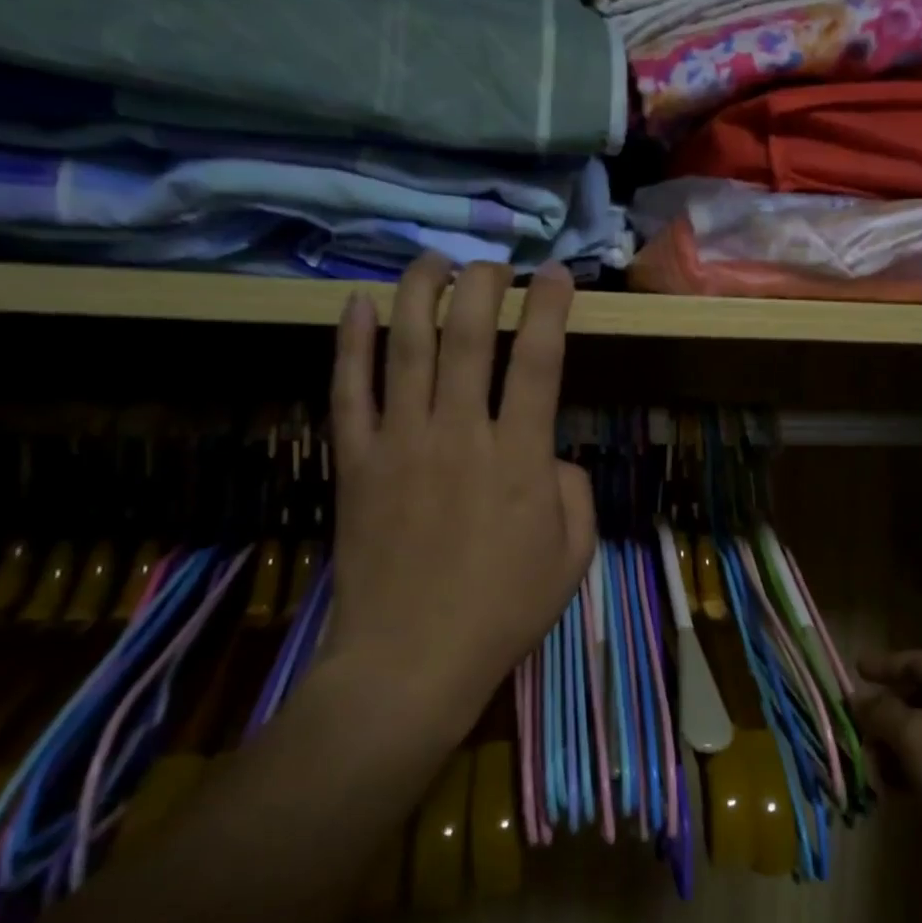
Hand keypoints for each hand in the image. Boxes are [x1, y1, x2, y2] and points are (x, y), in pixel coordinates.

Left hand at [325, 256, 596, 735]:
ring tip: (433, 261)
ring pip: (405, 346)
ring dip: (419, 293)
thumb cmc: (503, 611)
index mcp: (519, 456)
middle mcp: (459, 433)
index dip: (550, 308)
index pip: (538, 360)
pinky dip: (350, 342)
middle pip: (468, 335)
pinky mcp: (354, 462)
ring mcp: (400, 443)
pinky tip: (357, 304)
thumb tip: (550, 454)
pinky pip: (348, 390)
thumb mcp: (572, 556)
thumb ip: (574, 491)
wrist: (409, 661)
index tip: (556, 275)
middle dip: (483, 285)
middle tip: (494, 265)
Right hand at [852, 650, 921, 848]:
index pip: (917, 662)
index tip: (854, 671)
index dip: (884, 665)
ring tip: (871, 770)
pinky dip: (915, 772)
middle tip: (855, 732)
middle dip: (885, 715)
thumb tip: (858, 699)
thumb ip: (881, 713)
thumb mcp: (915, 735)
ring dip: (896, 749)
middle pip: (919, 700)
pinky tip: (896, 792)